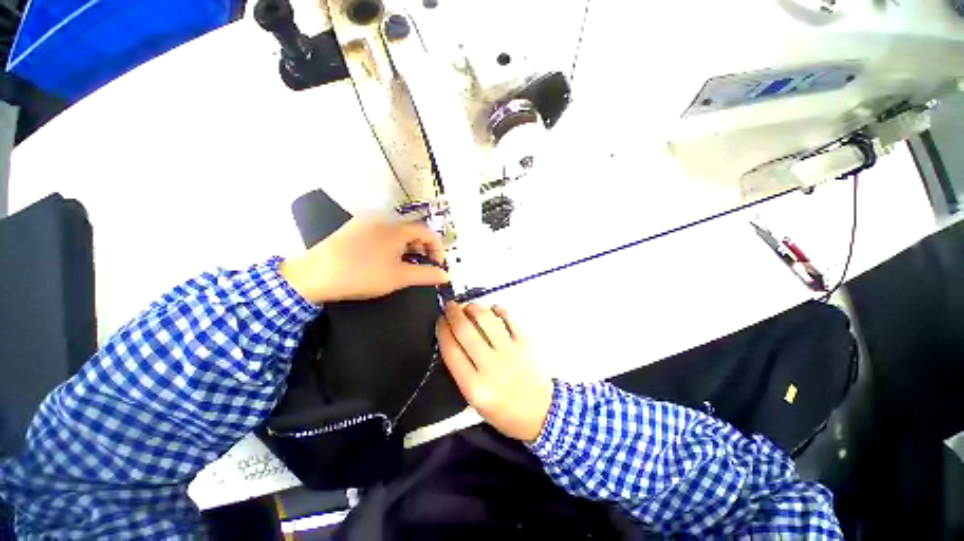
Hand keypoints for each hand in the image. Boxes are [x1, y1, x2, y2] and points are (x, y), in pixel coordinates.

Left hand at [280, 218, 448, 303]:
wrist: (319, 272)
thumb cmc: (362, 275)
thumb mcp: (398, 278)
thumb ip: (425, 275)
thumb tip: (445, 275)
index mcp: (398, 228)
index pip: (428, 232)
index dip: (437, 249)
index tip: (438, 267)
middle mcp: (383, 219)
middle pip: (410, 230)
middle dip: (420, 248)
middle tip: (421, 268)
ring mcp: (365, 222)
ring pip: (393, 232)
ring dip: (403, 247)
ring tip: (400, 267)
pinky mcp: (351, 228)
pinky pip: (377, 233)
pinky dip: (386, 245)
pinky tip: (378, 261)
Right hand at [436, 302, 552, 441]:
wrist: (542, 414)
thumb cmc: (504, 413)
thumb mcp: (474, 402)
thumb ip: (462, 374)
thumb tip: (453, 342)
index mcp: (474, 386)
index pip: (451, 350)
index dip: (442, 331)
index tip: (439, 321)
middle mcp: (491, 367)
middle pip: (466, 331)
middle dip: (454, 314)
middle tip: (449, 306)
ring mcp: (511, 353)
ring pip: (487, 320)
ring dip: (474, 308)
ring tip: (469, 307)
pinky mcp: (527, 345)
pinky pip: (511, 320)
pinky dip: (500, 311)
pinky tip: (493, 310)